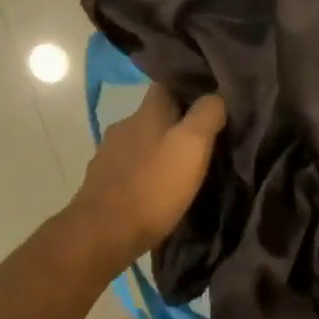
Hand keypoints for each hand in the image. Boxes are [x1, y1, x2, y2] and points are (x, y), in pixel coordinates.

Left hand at [69, 84, 227, 270]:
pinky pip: (131, 167)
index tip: (212, 98)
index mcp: (146, 112)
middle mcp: (124, 126)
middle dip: (178, 122)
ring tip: (184, 166)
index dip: (189, 87)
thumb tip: (216, 95)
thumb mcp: (192, 146)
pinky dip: (146, 171)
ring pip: (143, 141)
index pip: (167, 84)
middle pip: (155, 115)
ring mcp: (109, 154)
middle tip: (205, 138)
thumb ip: (207, 114)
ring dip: (161, 149)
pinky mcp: (102, 182)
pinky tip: (159, 187)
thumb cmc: (153, 186)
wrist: (103, 234)